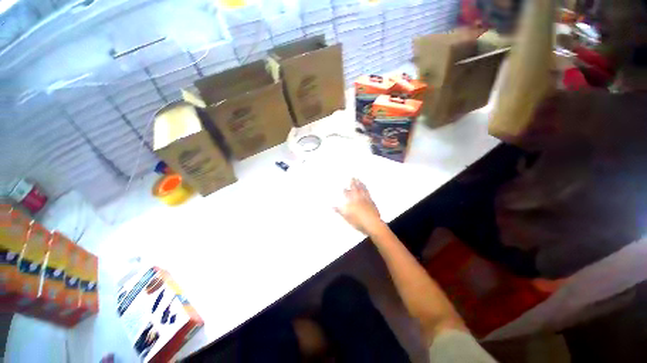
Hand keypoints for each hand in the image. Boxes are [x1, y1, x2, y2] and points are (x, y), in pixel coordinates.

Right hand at [335, 178, 383, 234]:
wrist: (372, 224)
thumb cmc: (359, 221)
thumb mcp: (347, 217)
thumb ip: (340, 211)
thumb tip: (332, 207)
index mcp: (351, 202)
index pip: (347, 194)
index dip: (345, 190)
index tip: (343, 187)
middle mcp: (358, 198)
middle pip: (355, 189)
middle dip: (353, 183)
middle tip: (352, 177)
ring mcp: (365, 199)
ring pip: (362, 189)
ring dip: (360, 183)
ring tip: (358, 179)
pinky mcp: (371, 201)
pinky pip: (368, 192)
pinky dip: (366, 188)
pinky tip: (366, 187)